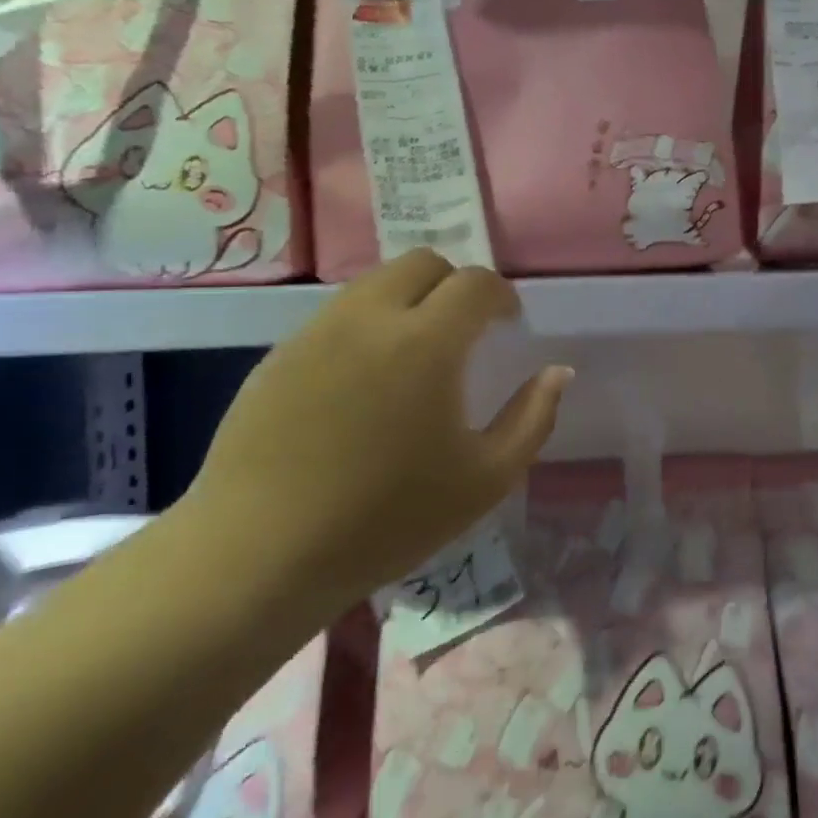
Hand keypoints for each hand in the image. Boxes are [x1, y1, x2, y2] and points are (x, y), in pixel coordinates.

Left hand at [188, 249, 571, 604]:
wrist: (259, 554)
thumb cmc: (386, 519)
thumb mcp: (485, 479)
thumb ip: (533, 418)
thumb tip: (558, 372)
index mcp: (426, 342)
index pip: (475, 282)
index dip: (501, 295)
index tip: (508, 321)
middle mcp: (369, 318)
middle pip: (421, 263)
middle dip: (454, 284)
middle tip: (465, 330)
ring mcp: (316, 332)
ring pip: (374, 283)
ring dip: (408, 299)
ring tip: (416, 353)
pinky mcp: (279, 355)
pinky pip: (336, 316)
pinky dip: (366, 326)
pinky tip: (364, 382)